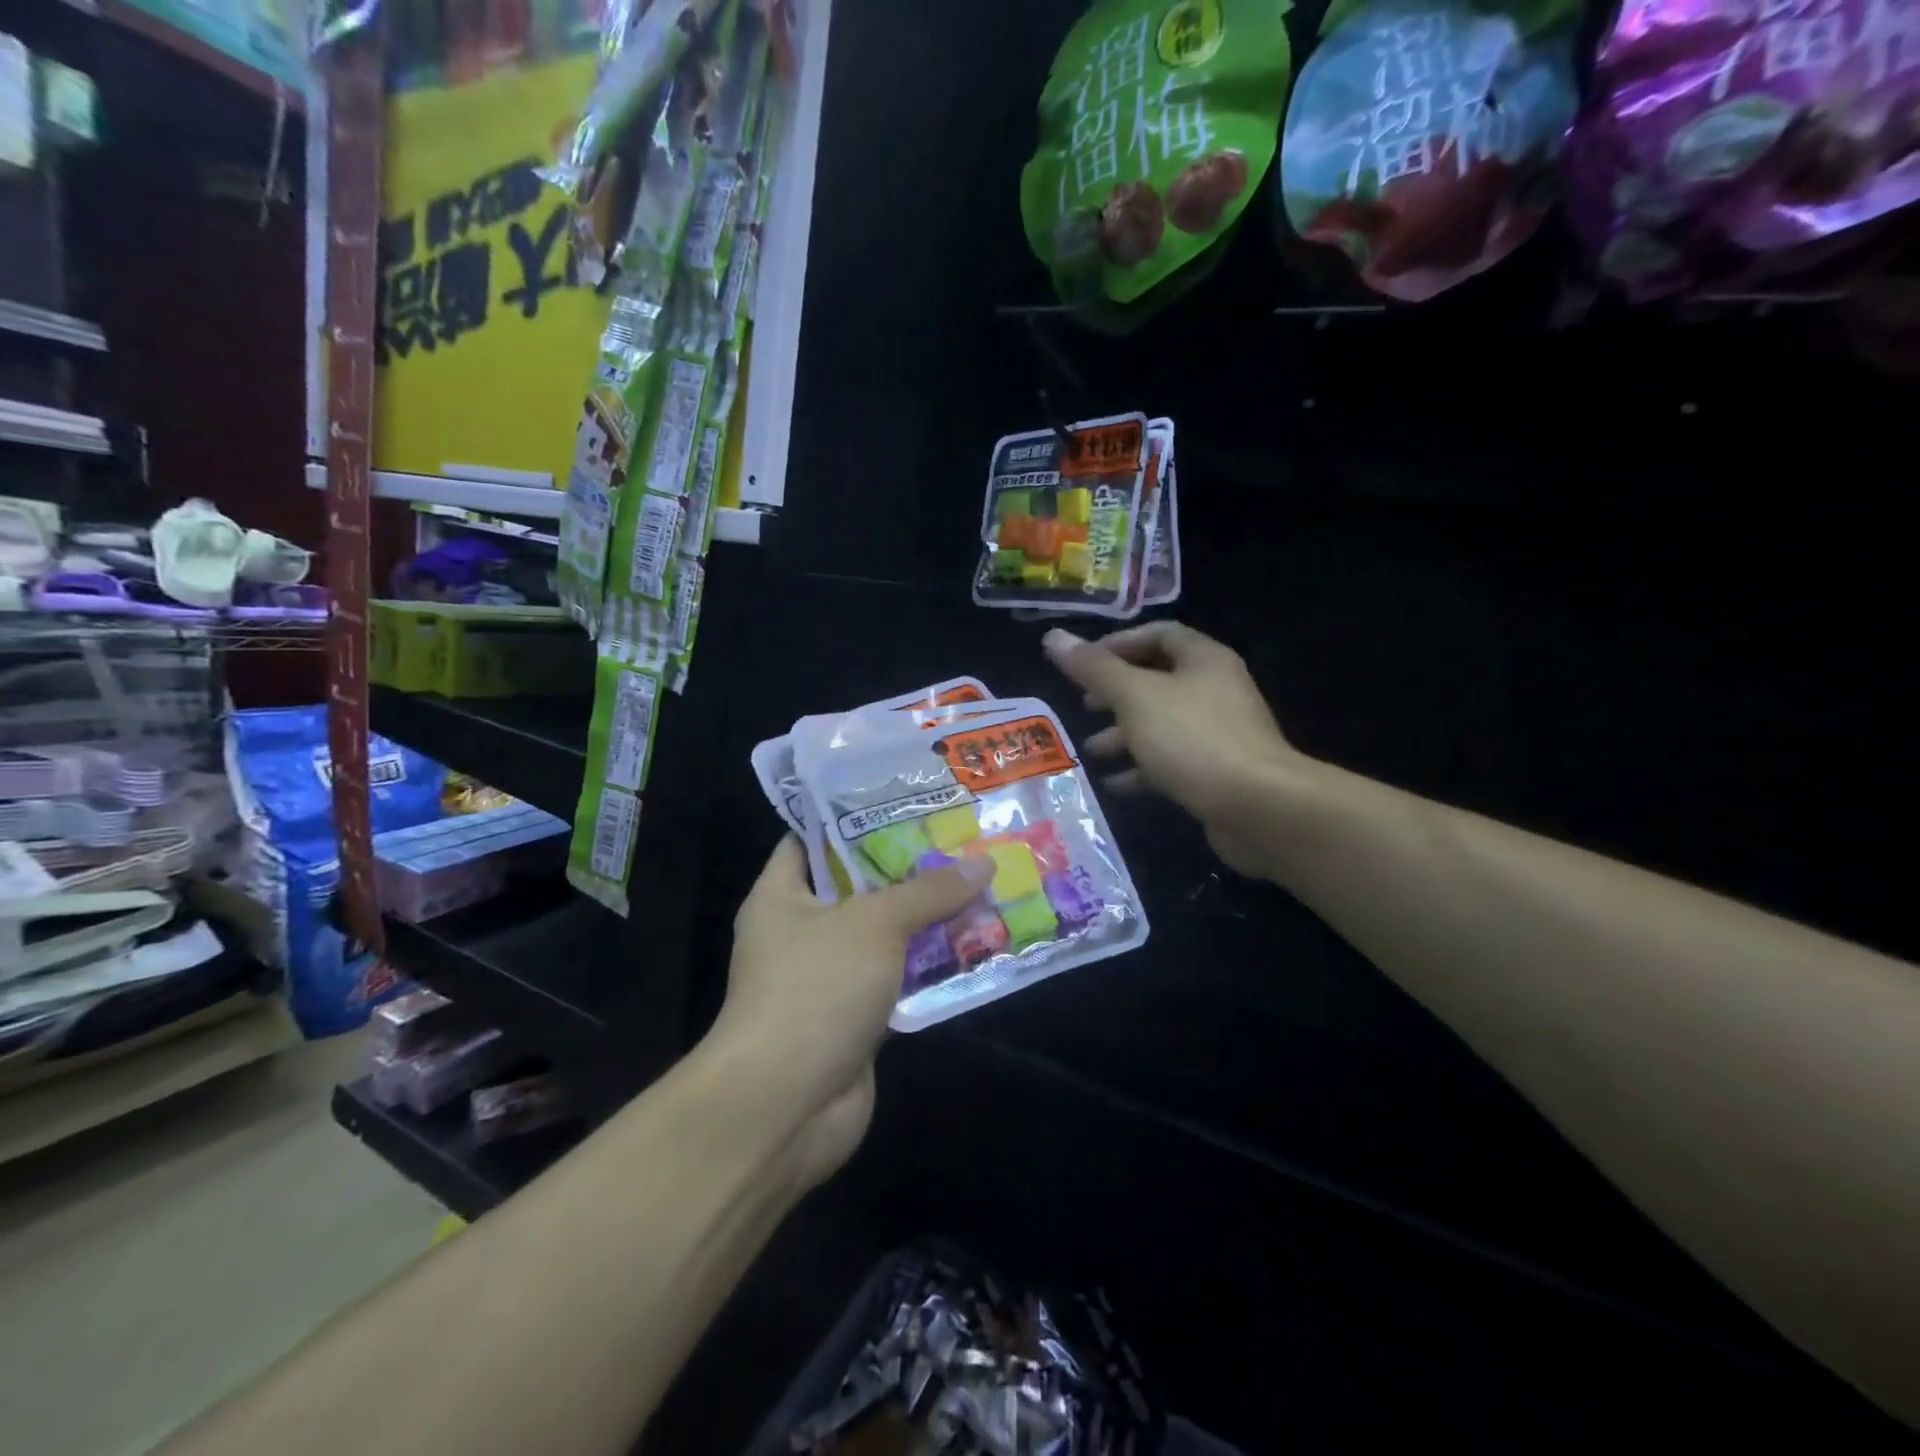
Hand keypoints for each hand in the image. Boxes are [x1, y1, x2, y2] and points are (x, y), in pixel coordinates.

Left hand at [710, 837, 992, 1184]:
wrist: (786, 1105)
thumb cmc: (815, 989)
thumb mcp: (875, 923)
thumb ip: (928, 892)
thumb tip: (983, 861)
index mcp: (782, 896)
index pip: (812, 840)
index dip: (855, 817)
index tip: (906, 800)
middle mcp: (801, 932)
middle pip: (860, 888)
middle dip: (909, 868)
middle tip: (961, 838)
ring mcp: (828, 978)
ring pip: (885, 937)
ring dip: (929, 920)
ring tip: (981, 883)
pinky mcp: (855, 1018)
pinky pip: (898, 980)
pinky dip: (931, 967)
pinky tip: (977, 944)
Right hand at [1044, 623, 1306, 876]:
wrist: (1258, 807)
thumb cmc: (1192, 739)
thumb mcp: (1135, 697)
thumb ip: (1094, 668)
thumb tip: (1053, 637)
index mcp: (1203, 660)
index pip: (1158, 634)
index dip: (1118, 644)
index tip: (1083, 665)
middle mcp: (1215, 689)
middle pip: (1159, 679)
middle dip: (1116, 693)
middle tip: (1084, 706)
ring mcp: (1220, 732)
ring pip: (1163, 723)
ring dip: (1125, 734)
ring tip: (1092, 750)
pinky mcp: (1219, 771)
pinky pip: (1173, 760)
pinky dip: (1143, 768)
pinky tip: (1116, 784)